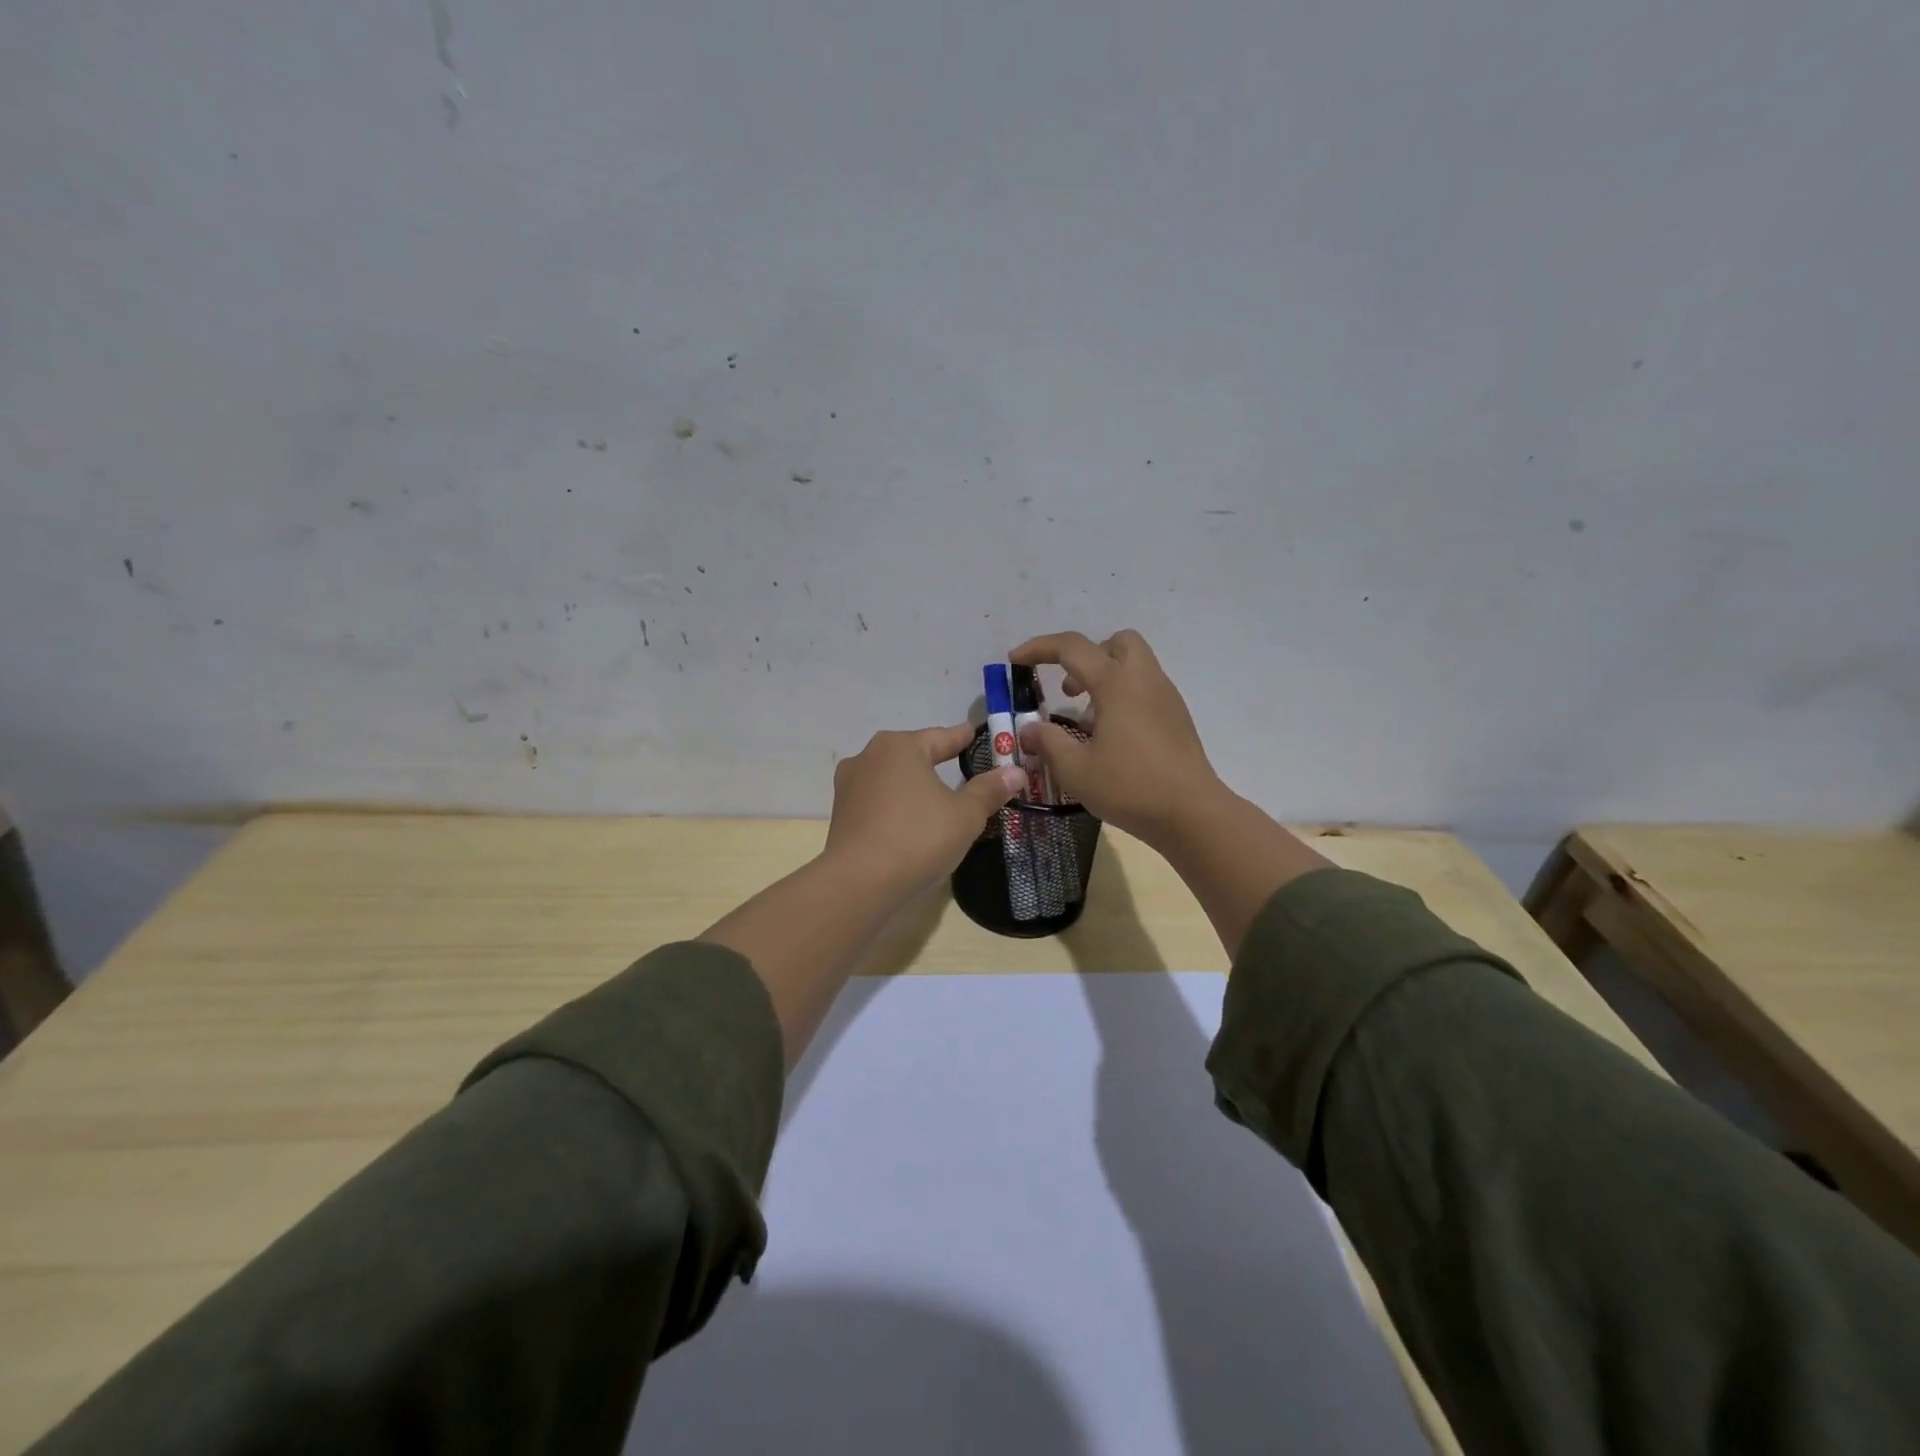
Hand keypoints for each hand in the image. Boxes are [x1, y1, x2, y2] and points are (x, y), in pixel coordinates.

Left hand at [823, 725, 1026, 895]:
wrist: (858, 883)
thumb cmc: (917, 838)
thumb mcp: (965, 815)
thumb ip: (989, 790)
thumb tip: (1015, 771)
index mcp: (900, 746)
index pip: (942, 736)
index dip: (963, 737)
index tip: (977, 733)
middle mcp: (869, 756)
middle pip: (913, 754)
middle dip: (937, 760)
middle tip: (963, 766)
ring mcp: (849, 785)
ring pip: (892, 778)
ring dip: (914, 785)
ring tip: (936, 796)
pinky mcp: (841, 814)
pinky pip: (878, 801)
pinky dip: (897, 805)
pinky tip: (910, 820)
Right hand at [1009, 630, 1223, 845]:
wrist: (1191, 813)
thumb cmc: (1130, 787)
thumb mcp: (1076, 769)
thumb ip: (1048, 742)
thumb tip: (1029, 729)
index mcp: (1116, 683)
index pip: (1072, 647)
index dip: (1039, 648)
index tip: (1015, 661)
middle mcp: (1144, 680)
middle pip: (1116, 642)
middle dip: (1087, 656)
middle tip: (1069, 689)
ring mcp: (1166, 697)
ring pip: (1134, 665)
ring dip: (1106, 678)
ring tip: (1087, 720)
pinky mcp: (1178, 718)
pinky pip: (1146, 689)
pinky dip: (1124, 697)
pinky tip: (1113, 737)